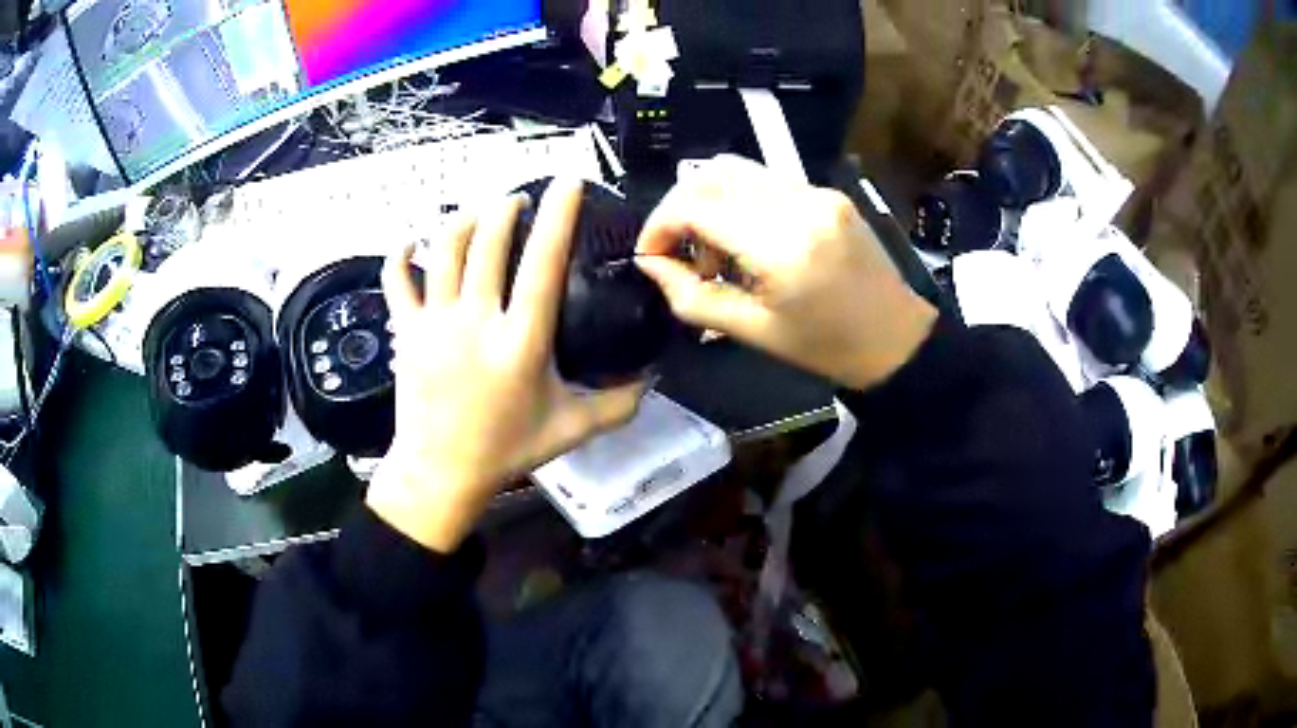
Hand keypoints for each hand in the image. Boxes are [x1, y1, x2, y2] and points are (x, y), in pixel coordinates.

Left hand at [369, 179, 643, 552]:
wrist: (442, 473)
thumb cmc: (507, 450)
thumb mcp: (571, 429)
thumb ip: (618, 404)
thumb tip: (654, 380)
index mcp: (521, 341)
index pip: (541, 263)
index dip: (557, 216)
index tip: (567, 182)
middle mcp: (476, 321)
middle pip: (487, 243)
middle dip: (505, 209)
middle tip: (517, 200)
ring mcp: (435, 324)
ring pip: (443, 250)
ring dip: (462, 220)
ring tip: (478, 211)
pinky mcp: (407, 332)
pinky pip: (397, 281)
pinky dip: (401, 254)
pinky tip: (411, 240)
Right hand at [636, 156, 936, 389]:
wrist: (896, 337)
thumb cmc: (826, 347)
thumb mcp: (753, 332)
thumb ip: (692, 297)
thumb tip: (650, 264)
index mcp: (782, 245)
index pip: (695, 206)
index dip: (659, 226)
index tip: (650, 256)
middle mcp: (798, 202)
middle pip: (710, 175)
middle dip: (680, 211)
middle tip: (682, 255)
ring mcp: (816, 191)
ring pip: (736, 170)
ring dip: (709, 202)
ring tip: (716, 251)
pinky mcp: (827, 191)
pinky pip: (766, 181)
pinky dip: (740, 202)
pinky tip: (748, 241)